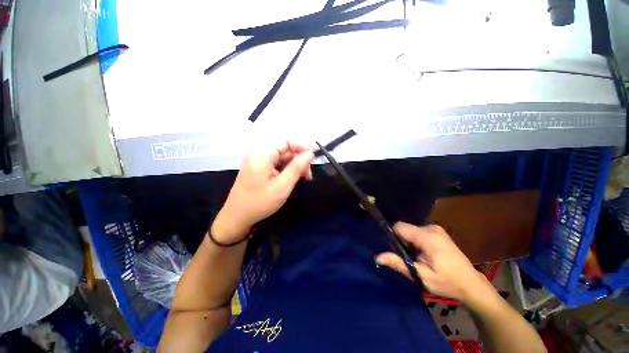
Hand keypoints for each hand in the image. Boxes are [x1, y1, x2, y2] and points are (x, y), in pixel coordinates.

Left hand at [211, 142, 314, 242]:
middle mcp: (260, 152)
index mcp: (262, 153)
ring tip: (303, 178)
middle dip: (300, 160)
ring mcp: (259, 159)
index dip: (302, 147)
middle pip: (286, 148)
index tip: (313, 159)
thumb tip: (310, 153)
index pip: (287, 141)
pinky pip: (278, 162)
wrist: (237, 217)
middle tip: (308, 176)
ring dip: (295, 165)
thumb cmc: (259, 203)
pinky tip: (293, 178)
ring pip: (284, 156)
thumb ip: (297, 167)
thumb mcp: (282, 186)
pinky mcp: (260, 166)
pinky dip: (288, 169)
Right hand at [376, 222, 493, 303]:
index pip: (399, 227)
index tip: (399, 252)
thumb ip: (398, 264)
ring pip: (411, 231)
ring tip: (419, 259)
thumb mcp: (421, 276)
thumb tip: (377, 257)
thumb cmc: (447, 282)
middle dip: (403, 242)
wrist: (472, 285)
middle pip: (405, 229)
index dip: (394, 237)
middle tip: (411, 259)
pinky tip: (426, 255)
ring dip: (410, 243)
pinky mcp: (439, 232)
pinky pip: (419, 232)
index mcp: (426, 236)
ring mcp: (436, 229)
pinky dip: (417, 242)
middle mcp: (431, 228)